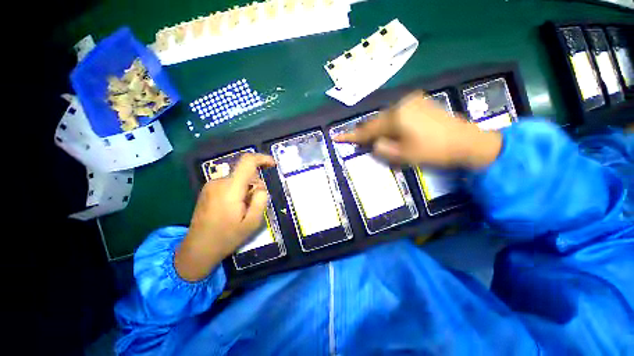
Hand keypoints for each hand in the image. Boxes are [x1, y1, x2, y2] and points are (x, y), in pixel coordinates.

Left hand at [174, 153, 274, 281]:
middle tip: (254, 205)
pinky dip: (238, 191)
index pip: (247, 162)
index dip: (262, 159)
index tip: (273, 164)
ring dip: (246, 189)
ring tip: (243, 209)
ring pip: (238, 179)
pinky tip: (234, 207)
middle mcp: (219, 182)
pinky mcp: (208, 190)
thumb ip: (261, 201)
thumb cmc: (227, 237)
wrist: (197, 249)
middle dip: (255, 184)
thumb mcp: (252, 223)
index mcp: (230, 189)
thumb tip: (260, 187)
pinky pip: (230, 183)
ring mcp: (211, 185)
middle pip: (245, 173)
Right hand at [335, 91, 502, 168]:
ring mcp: (412, 102)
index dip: (352, 136)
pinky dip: (389, 123)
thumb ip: (383, 149)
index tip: (337, 137)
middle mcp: (401, 105)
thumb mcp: (404, 156)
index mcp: (397, 118)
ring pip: (385, 117)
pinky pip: (396, 114)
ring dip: (377, 128)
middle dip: (365, 132)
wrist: (467, 141)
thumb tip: (374, 143)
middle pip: (376, 121)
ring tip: (371, 137)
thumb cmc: (434, 151)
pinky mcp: (419, 103)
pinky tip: (390, 130)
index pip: (368, 129)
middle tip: (354, 139)